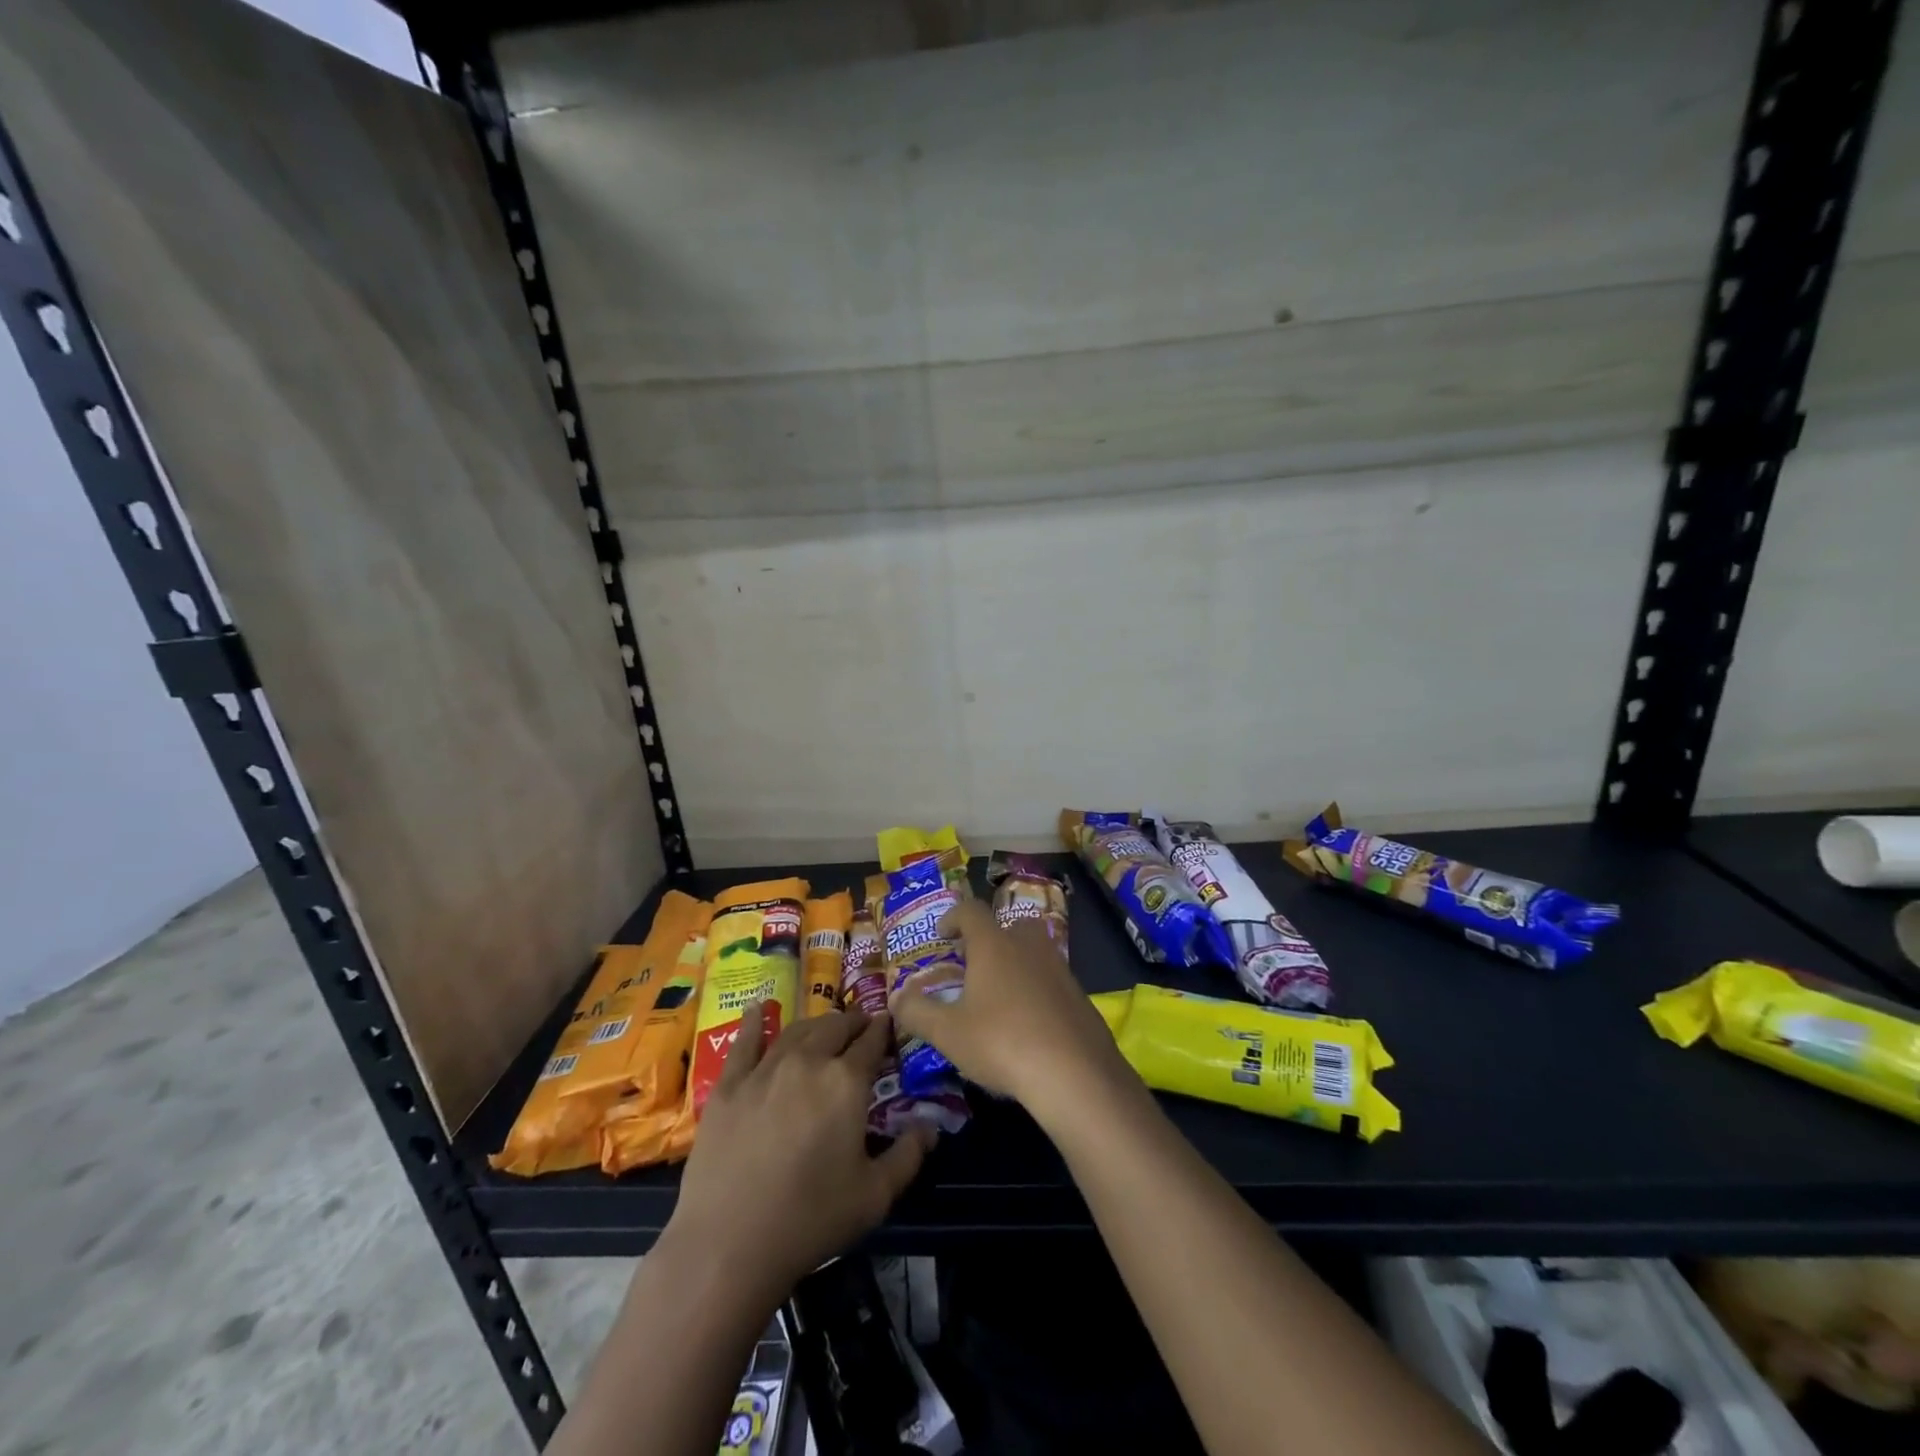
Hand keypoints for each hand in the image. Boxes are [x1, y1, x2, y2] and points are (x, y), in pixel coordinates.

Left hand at [666, 1004, 932, 1297]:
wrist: (728, 1245)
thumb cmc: (811, 1219)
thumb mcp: (875, 1196)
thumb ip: (908, 1156)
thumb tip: (931, 1127)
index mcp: (846, 1082)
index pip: (871, 1042)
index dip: (883, 1030)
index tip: (889, 1024)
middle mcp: (808, 1062)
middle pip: (834, 1028)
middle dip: (853, 1022)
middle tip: (861, 1026)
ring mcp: (764, 1070)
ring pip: (796, 1031)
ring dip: (816, 1024)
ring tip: (825, 1026)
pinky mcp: (728, 1086)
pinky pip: (745, 1042)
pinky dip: (756, 1022)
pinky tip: (760, 1008)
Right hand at [888, 898, 1136, 1123]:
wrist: (1075, 1073)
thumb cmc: (1002, 1043)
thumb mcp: (948, 1033)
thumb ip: (918, 1012)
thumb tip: (897, 996)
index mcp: (994, 944)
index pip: (971, 910)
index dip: (953, 916)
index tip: (942, 934)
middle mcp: (1029, 946)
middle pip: (1009, 926)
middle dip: (990, 939)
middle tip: (974, 964)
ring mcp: (1060, 969)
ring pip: (1034, 953)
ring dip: (1015, 965)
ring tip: (999, 997)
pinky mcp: (1080, 996)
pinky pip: (1052, 981)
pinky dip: (1037, 991)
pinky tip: (1028, 1024)